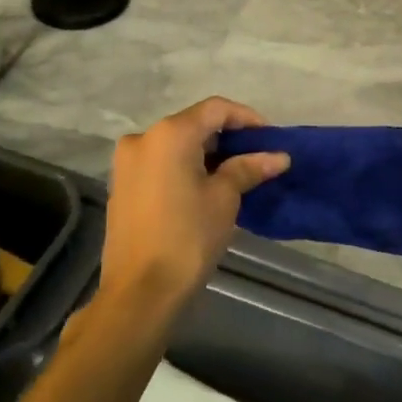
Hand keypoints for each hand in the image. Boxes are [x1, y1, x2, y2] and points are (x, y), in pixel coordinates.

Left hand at [100, 97, 289, 317]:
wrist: (139, 292)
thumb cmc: (187, 238)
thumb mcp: (224, 199)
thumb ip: (248, 168)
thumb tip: (279, 156)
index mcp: (169, 134)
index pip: (215, 109)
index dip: (246, 118)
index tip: (270, 138)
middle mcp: (143, 138)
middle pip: (193, 124)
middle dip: (227, 138)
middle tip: (257, 158)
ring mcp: (127, 162)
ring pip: (175, 144)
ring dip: (206, 153)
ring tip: (236, 174)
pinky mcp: (122, 184)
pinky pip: (160, 163)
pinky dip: (184, 166)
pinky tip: (206, 187)